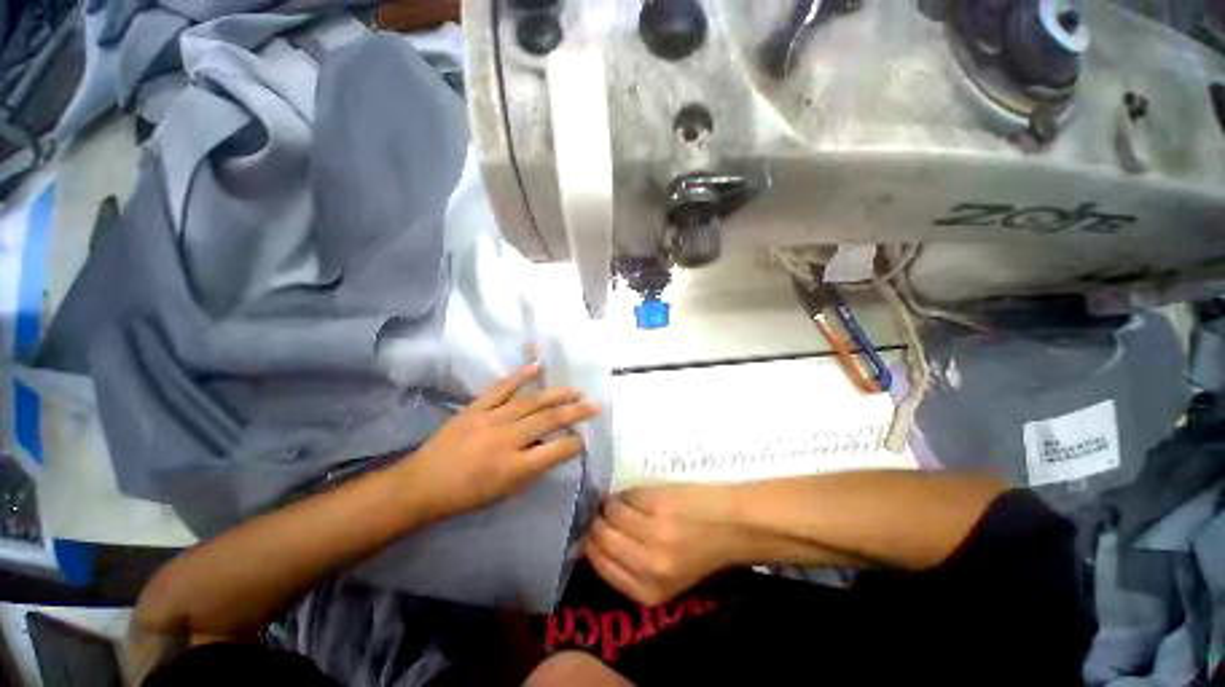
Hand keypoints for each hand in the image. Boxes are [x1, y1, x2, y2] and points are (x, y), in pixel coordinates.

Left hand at [402, 363, 598, 518]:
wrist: (422, 485)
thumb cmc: (467, 495)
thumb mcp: (506, 492)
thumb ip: (534, 468)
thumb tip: (557, 447)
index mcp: (514, 467)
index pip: (556, 450)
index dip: (575, 443)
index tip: (583, 439)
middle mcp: (506, 439)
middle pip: (549, 419)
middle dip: (576, 412)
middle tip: (594, 406)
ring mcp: (491, 419)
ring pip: (532, 401)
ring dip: (558, 394)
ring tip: (576, 390)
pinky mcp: (476, 407)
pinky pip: (502, 387)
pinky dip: (521, 375)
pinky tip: (538, 366)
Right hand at [584, 486, 745, 605]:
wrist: (732, 526)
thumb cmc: (699, 551)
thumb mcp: (664, 577)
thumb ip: (628, 567)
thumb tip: (587, 541)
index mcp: (647, 592)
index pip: (598, 564)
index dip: (590, 544)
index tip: (591, 530)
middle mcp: (647, 566)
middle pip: (599, 537)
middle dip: (596, 522)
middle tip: (604, 513)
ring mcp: (652, 533)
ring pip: (609, 513)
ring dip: (611, 505)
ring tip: (624, 504)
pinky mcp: (658, 504)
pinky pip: (625, 496)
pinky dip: (626, 494)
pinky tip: (638, 497)